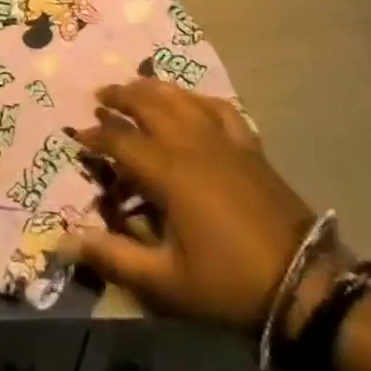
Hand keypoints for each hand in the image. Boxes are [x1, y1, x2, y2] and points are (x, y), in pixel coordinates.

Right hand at [67, 78, 330, 329]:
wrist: (304, 284)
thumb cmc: (228, 283)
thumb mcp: (165, 281)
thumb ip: (114, 257)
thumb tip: (66, 240)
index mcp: (168, 171)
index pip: (120, 139)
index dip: (95, 134)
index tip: (77, 137)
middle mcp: (192, 143)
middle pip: (149, 103)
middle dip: (120, 96)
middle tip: (100, 97)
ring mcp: (224, 140)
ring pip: (182, 98)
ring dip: (153, 89)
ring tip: (136, 86)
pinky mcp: (249, 146)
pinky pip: (219, 108)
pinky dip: (198, 99)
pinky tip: (192, 102)